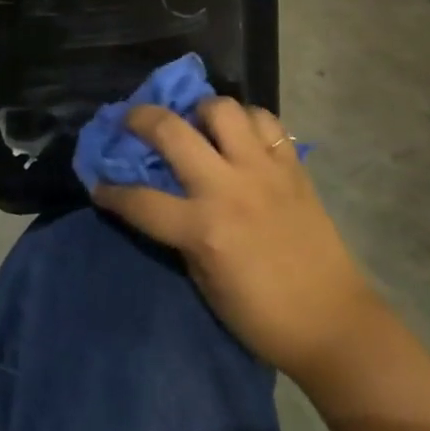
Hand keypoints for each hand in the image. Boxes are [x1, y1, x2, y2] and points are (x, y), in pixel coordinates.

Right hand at [93, 100, 383, 382]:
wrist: (332, 322)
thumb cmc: (261, 315)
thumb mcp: (204, 281)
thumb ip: (181, 235)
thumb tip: (162, 203)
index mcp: (203, 228)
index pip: (140, 199)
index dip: (111, 190)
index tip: (98, 183)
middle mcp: (229, 187)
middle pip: (172, 131)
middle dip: (140, 119)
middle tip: (131, 120)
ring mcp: (263, 170)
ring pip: (222, 109)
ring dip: (201, 110)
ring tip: (198, 124)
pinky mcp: (291, 165)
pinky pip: (266, 122)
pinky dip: (247, 121)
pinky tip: (241, 136)